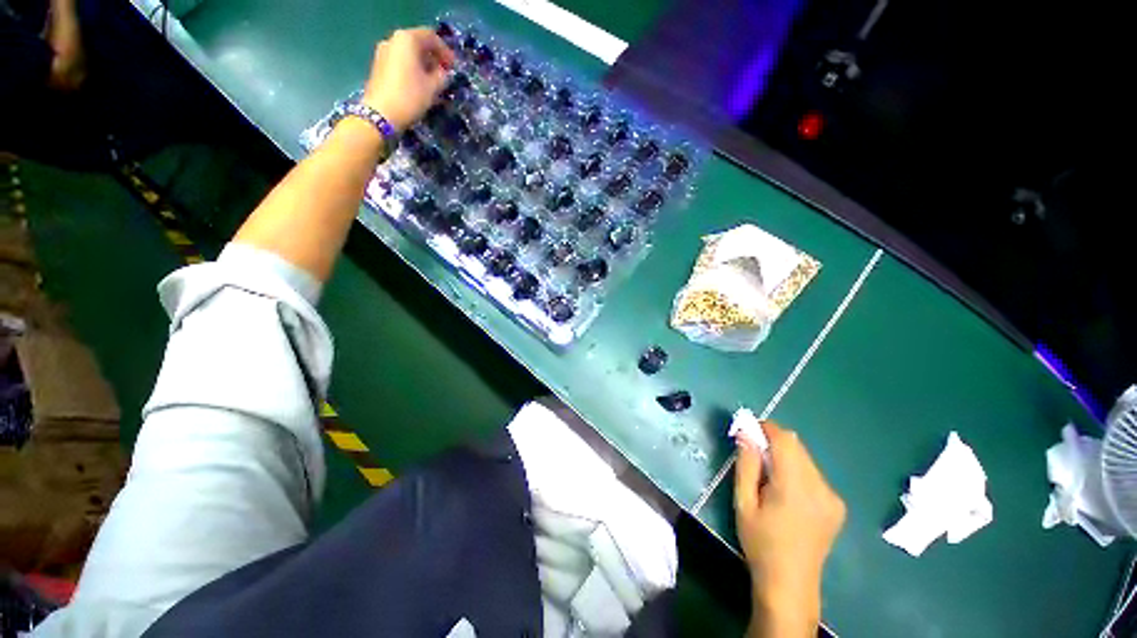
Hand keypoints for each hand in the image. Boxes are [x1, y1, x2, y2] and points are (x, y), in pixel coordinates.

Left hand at [362, 28, 454, 133]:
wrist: (381, 114)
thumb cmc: (409, 97)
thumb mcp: (432, 87)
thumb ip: (442, 76)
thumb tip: (444, 73)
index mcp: (407, 39)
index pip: (431, 37)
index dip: (445, 51)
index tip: (454, 67)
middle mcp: (393, 40)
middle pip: (418, 43)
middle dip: (433, 57)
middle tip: (445, 74)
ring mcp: (384, 52)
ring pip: (409, 54)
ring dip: (423, 65)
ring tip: (434, 82)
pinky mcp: (379, 66)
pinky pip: (401, 62)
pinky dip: (413, 70)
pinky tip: (420, 85)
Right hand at [735, 422, 845, 636]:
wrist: (791, 584)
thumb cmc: (760, 543)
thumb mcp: (743, 502)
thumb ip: (745, 464)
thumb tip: (745, 433)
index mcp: (795, 487)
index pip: (786, 440)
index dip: (767, 428)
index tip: (748, 428)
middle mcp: (821, 488)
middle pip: (797, 446)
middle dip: (774, 441)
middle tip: (753, 452)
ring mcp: (833, 497)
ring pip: (806, 459)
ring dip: (785, 456)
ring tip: (768, 476)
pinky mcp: (837, 505)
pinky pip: (814, 474)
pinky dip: (797, 470)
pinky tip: (786, 492)